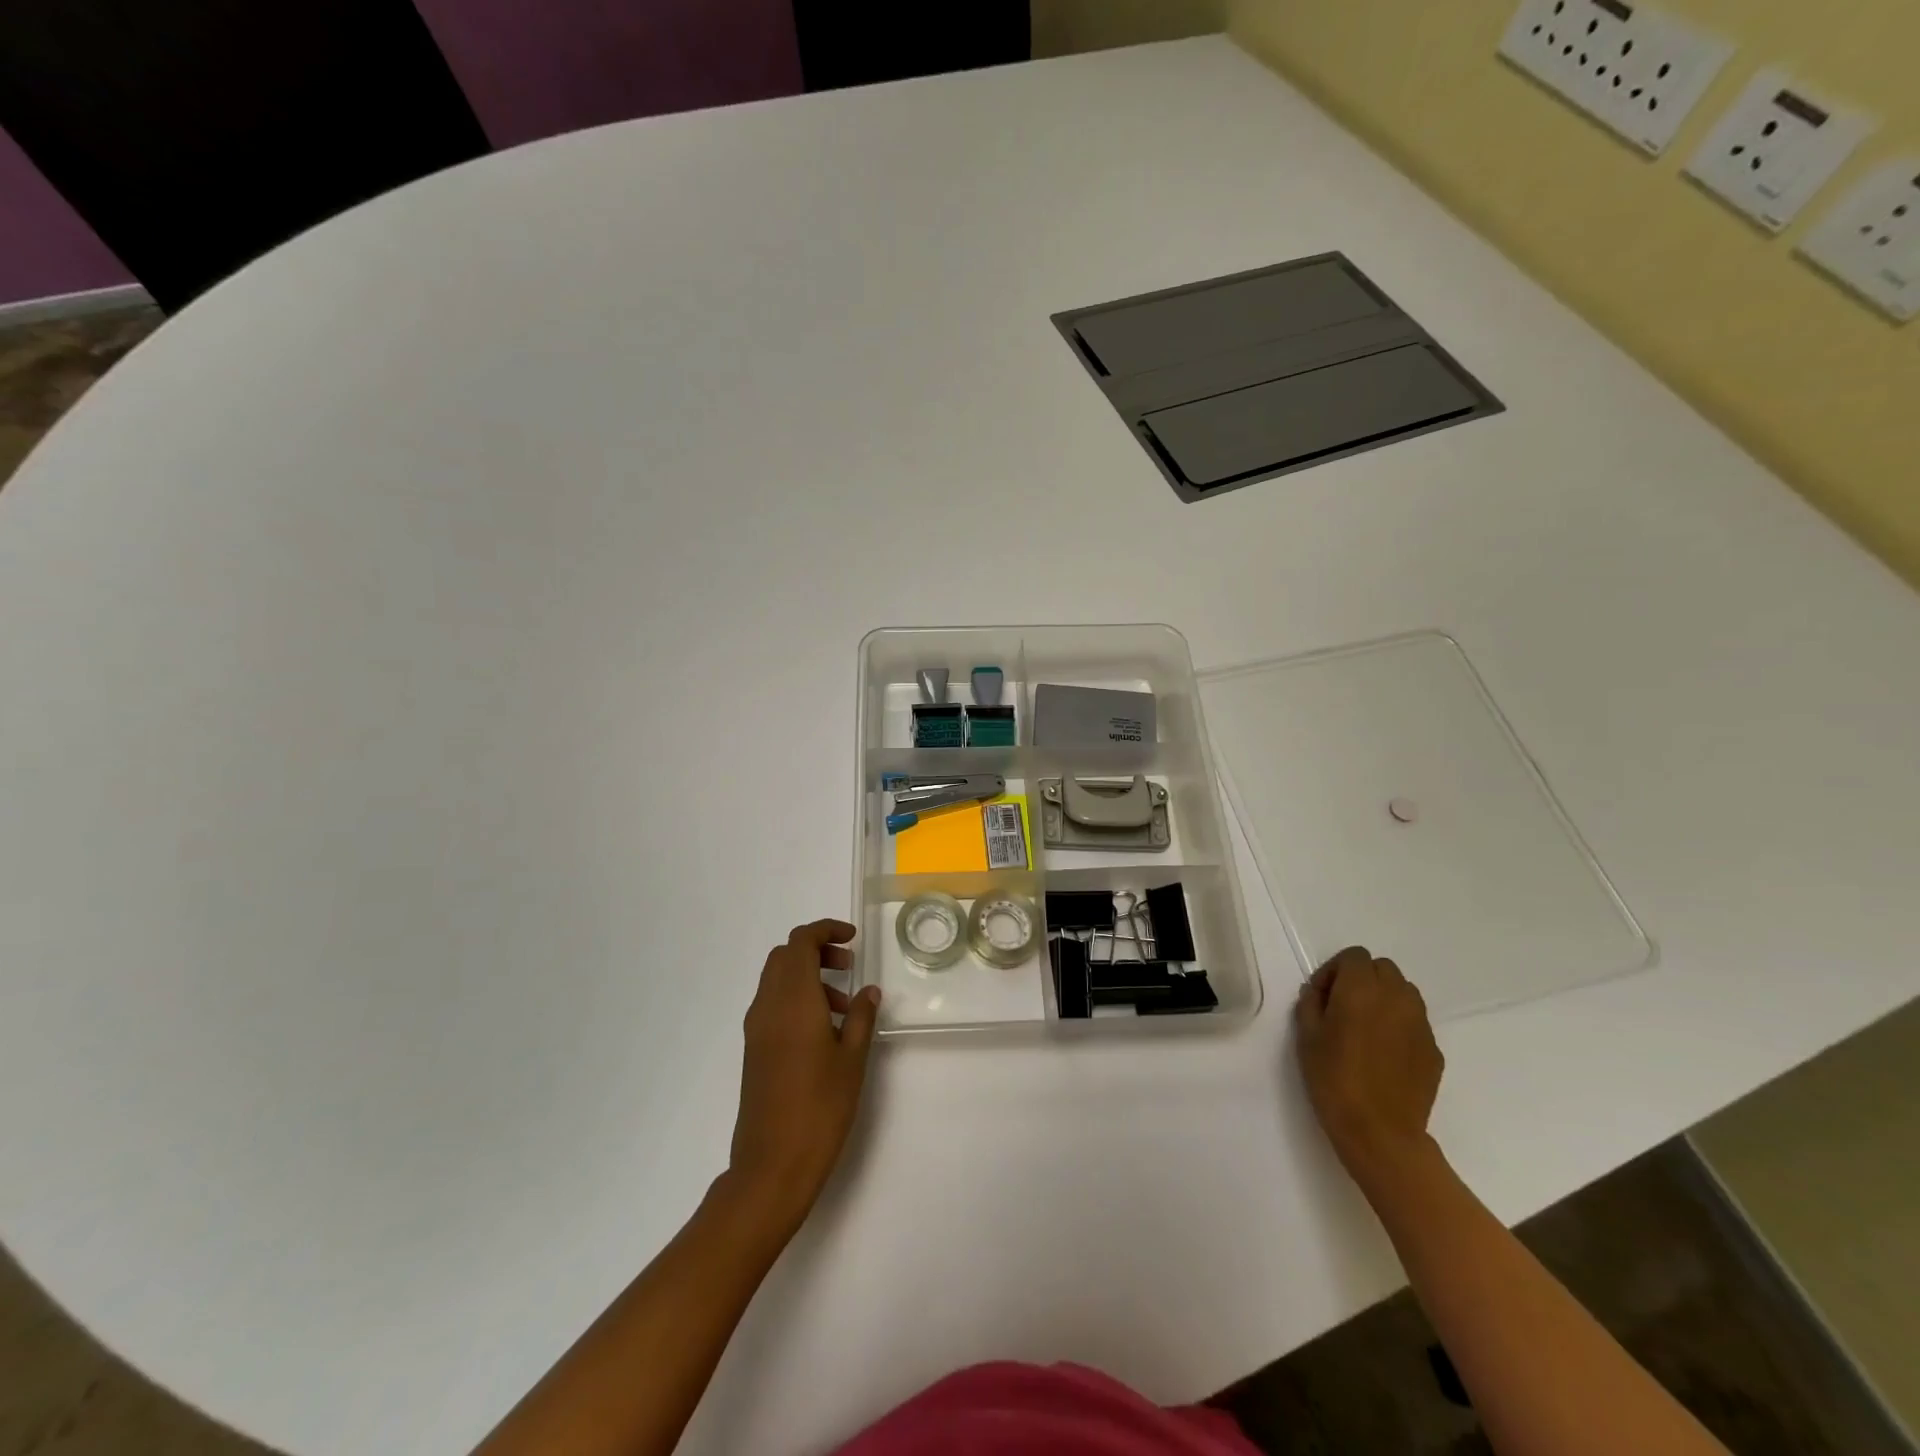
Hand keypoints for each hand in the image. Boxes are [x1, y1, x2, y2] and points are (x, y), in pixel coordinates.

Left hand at [728, 919, 881, 1232]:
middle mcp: (768, 1006)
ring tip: (843, 1008)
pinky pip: (772, 1003)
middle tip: (848, 968)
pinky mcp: (753, 1049)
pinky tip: (822, 1030)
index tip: (853, 939)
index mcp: (793, 1000)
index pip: (801, 942)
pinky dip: (795, 998)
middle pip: (785, 955)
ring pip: (777, 979)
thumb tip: (868, 991)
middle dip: (816, 950)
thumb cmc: (820, 1108)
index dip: (825, 930)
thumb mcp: (852, 1060)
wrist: (771, 1165)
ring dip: (807, 975)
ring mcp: (756, 1028)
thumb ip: (862, 1018)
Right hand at [1295, 946, 1442, 1186]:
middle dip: (1362, 979)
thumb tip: (1320, 992)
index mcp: (1361, 989)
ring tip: (1366, 1027)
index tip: (1323, 996)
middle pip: (1383, 968)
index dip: (1335, 971)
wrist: (1379, 1132)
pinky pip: (1415, 1022)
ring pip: (1404, 992)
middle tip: (1343, 1007)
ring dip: (1384, 998)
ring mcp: (1421, 1024)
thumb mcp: (1306, 1036)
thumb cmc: (1333, 1079)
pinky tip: (1384, 1053)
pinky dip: (1399, 1025)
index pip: (1354, 956)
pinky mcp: (1434, 1050)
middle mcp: (1396, 998)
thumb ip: (1311, 1002)